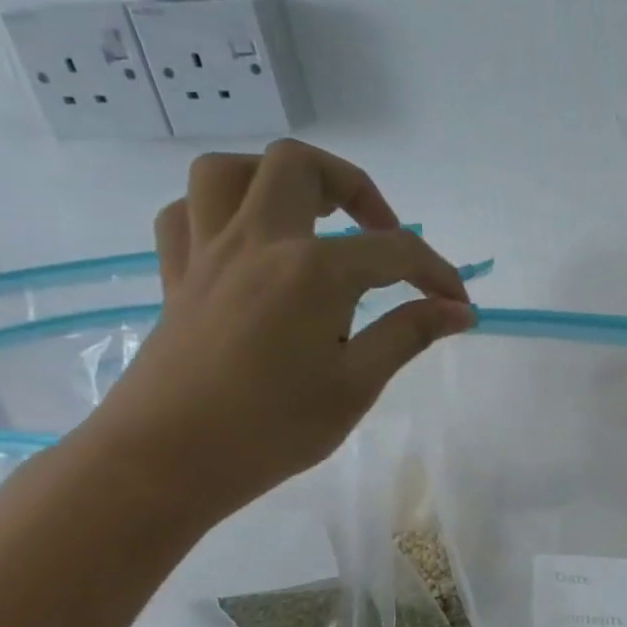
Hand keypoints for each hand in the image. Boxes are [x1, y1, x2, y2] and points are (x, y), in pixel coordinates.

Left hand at [78, 140, 472, 519]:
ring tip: (311, 218)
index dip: (438, 274)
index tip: (459, 305)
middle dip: (353, 186)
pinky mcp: (177, 276)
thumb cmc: (273, 427)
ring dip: (277, 180)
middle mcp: (259, 242)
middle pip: (300, 166)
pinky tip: (249, 244)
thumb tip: (459, 310)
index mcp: (313, 271)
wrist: (167, 460)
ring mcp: (208, 253)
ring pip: (229, 171)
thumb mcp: (357, 384)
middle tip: (379, 232)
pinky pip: (188, 213)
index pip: (395, 251)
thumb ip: (408, 334)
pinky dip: (221, 212)